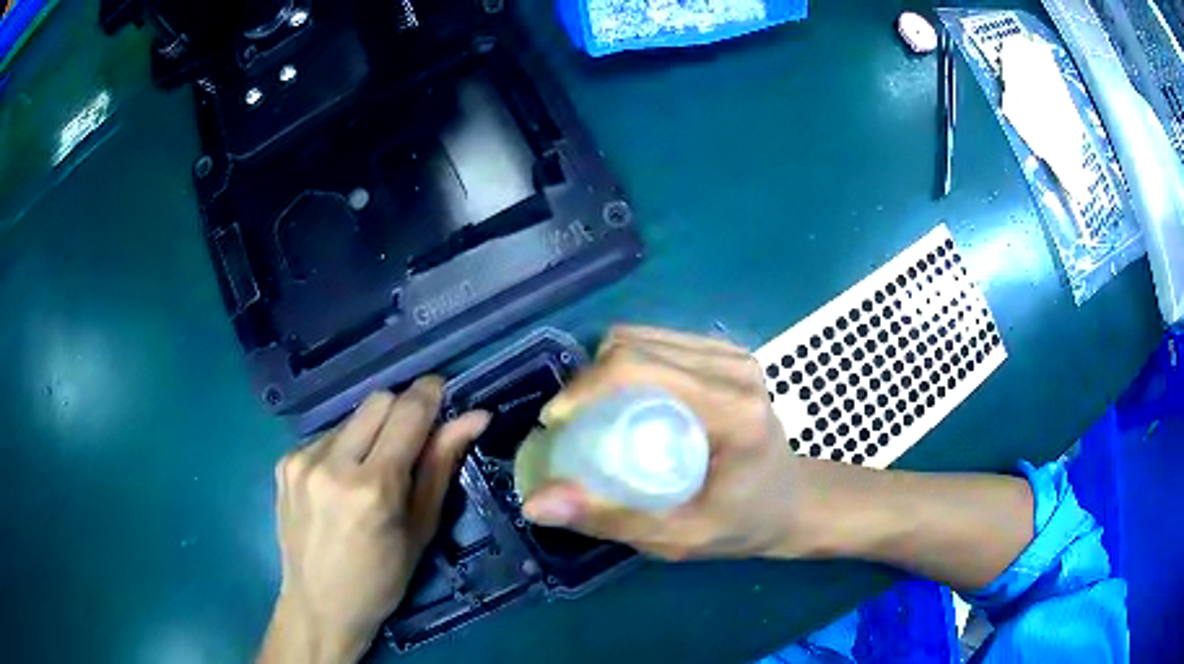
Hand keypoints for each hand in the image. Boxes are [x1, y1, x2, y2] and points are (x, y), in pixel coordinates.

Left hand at [259, 377, 489, 663]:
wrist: (318, 606)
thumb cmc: (381, 580)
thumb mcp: (421, 530)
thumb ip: (441, 466)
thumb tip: (474, 417)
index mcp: (372, 488)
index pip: (407, 412)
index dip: (430, 394)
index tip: (444, 393)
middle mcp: (331, 464)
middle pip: (377, 401)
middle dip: (402, 412)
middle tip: (411, 445)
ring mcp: (301, 460)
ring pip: (351, 417)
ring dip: (371, 432)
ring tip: (371, 473)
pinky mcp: (284, 461)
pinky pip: (326, 435)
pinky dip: (344, 448)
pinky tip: (342, 483)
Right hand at [521, 326, 813, 560]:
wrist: (790, 501)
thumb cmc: (741, 525)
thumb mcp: (678, 537)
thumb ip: (611, 518)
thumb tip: (536, 504)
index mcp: (734, 411)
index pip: (642, 370)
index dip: (585, 388)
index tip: (557, 425)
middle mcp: (735, 368)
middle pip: (635, 345)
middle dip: (588, 381)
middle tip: (572, 427)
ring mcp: (732, 353)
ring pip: (641, 336)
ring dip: (604, 371)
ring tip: (593, 415)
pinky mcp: (725, 352)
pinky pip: (657, 341)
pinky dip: (627, 365)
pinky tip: (625, 402)